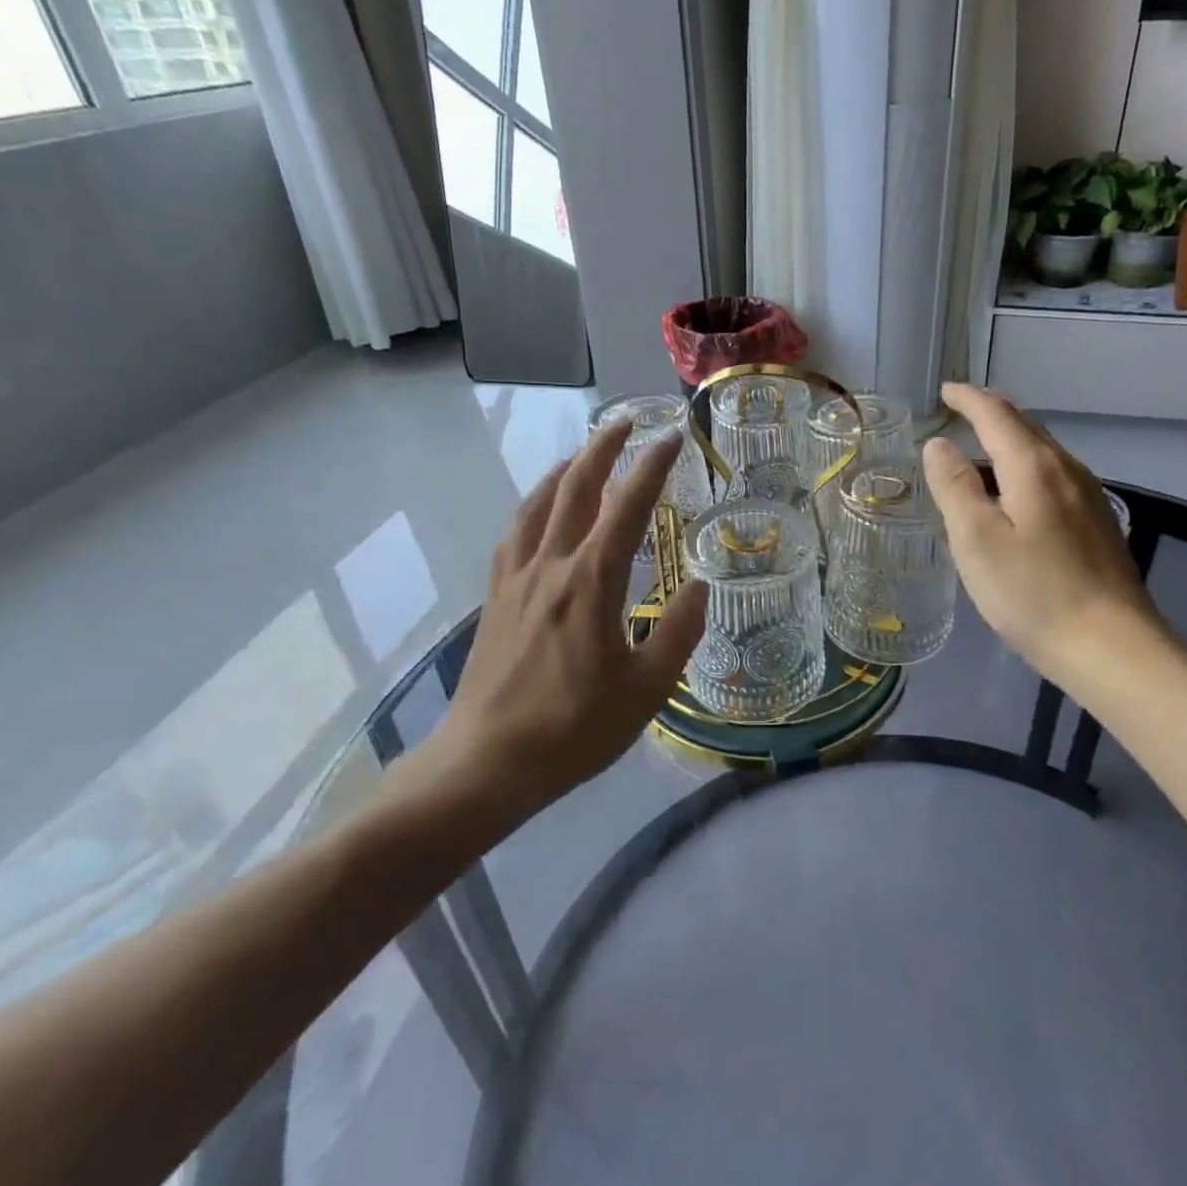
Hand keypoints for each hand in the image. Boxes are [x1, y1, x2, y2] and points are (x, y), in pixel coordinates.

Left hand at [383, 425, 707, 837]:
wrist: (486, 762)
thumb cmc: (574, 729)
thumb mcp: (646, 690)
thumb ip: (678, 633)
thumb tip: (701, 588)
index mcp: (591, 582)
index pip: (628, 507)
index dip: (652, 467)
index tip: (672, 437)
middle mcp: (550, 566)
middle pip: (575, 488)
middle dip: (603, 448)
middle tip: (627, 423)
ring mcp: (515, 579)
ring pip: (539, 504)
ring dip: (566, 470)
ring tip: (584, 454)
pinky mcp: (495, 598)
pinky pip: (515, 533)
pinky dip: (534, 506)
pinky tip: (541, 511)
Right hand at [922, 383, 1174, 692]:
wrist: (1110, 645)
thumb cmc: (1032, 591)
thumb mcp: (976, 539)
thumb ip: (954, 486)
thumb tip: (938, 444)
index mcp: (1033, 466)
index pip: (996, 414)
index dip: (968, 399)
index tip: (945, 391)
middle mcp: (1066, 469)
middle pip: (1026, 426)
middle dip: (992, 411)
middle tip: (962, 408)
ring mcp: (1088, 496)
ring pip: (1044, 450)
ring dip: (1011, 438)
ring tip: (983, 445)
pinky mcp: (1098, 522)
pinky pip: (1055, 475)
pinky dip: (1027, 465)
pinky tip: (1018, 490)